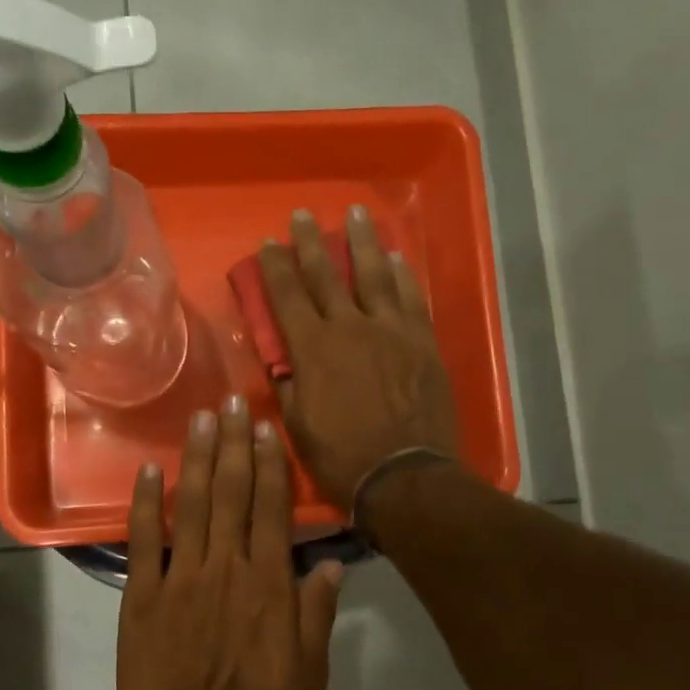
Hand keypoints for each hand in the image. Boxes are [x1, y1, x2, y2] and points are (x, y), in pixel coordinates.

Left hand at [117, 397, 344, 689]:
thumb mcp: (308, 674)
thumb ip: (317, 615)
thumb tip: (330, 565)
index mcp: (267, 584)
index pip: (270, 509)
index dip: (269, 465)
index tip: (266, 428)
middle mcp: (225, 567)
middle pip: (231, 493)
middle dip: (233, 443)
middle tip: (232, 401)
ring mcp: (180, 578)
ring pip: (191, 505)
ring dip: (196, 458)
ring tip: (200, 418)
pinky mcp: (142, 596)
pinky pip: (143, 542)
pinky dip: (145, 504)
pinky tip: (148, 471)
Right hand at [259, 207, 460, 509]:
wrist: (405, 476)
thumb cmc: (342, 457)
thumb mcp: (298, 425)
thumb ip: (288, 384)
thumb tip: (281, 358)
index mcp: (313, 348)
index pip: (287, 296)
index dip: (275, 268)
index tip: (267, 244)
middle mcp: (350, 327)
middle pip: (326, 274)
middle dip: (310, 242)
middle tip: (303, 215)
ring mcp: (391, 330)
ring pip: (374, 274)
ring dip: (363, 241)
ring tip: (356, 212)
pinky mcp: (423, 342)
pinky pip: (412, 298)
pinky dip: (403, 275)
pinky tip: (397, 257)